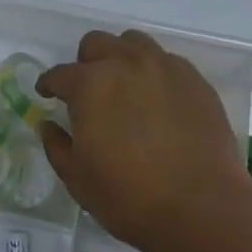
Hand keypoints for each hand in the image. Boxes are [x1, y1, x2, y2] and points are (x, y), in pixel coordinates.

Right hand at [37, 30, 251, 251]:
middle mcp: (125, 63)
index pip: (59, 74)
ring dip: (121, 58)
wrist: (204, 208)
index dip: (49, 85)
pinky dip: (154, 73)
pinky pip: (166, 62)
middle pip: (96, 44)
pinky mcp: (194, 79)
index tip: (47, 95)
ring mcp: (164, 67)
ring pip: (133, 43)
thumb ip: (57, 146)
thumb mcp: (78, 179)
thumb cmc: (131, 197)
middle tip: (88, 92)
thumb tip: (47, 125)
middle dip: (85, 63)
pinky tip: (157, 101)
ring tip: (125, 87)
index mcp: (90, 84)